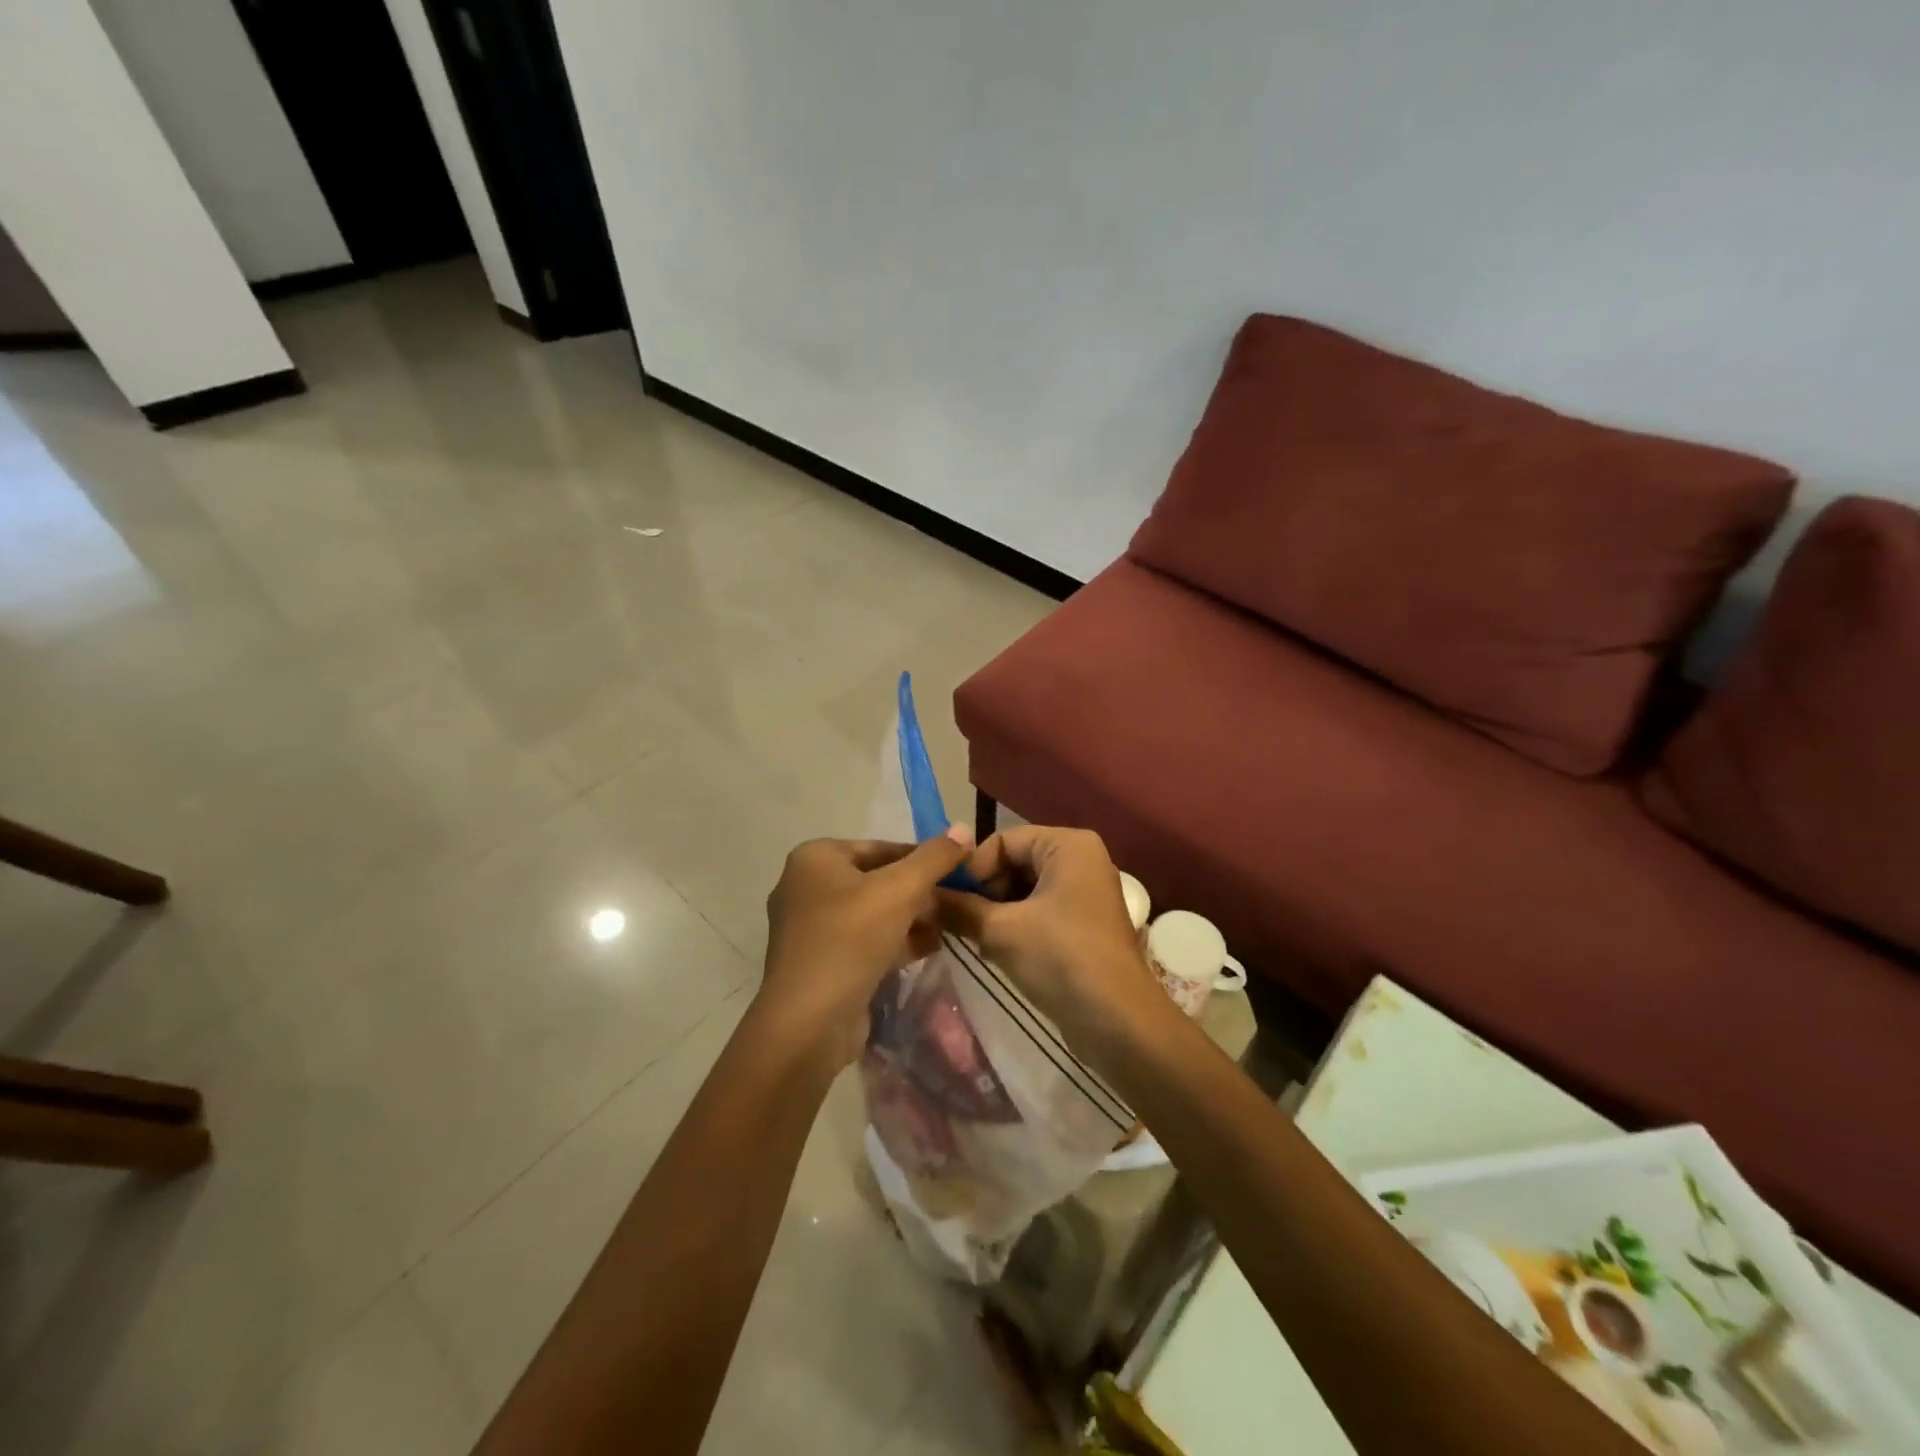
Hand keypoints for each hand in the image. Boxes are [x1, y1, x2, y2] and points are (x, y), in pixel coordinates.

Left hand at [759, 830, 971, 1067]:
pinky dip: (895, 941)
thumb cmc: (850, 940)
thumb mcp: (900, 890)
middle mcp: (807, 886)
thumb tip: (963, 829)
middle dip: (919, 892)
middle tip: (957, 902)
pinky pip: (864, 941)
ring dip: (912, 918)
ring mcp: (811, 928)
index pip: (881, 847)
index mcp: (815, 858)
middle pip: (877, 879)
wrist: (809, 1023)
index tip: (958, 872)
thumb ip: (934, 858)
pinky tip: (930, 948)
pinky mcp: (821, 962)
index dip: (923, 858)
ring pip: (873, 912)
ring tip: (950, 925)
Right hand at [936, 826, 1169, 1054]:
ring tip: (974, 940)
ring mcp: (1086, 893)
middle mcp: (1081, 860)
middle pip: (1015, 863)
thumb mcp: (1001, 930)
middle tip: (959, 923)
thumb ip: (958, 908)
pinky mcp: (1085, 924)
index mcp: (1068, 845)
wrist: (1118, 1021)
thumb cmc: (1060, 958)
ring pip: (1025, 890)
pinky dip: (1016, 926)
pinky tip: (995, 952)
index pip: (1003, 841)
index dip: (973, 869)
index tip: (949, 901)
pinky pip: (1040, 911)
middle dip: (984, 892)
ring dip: (996, 913)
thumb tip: (922, 898)